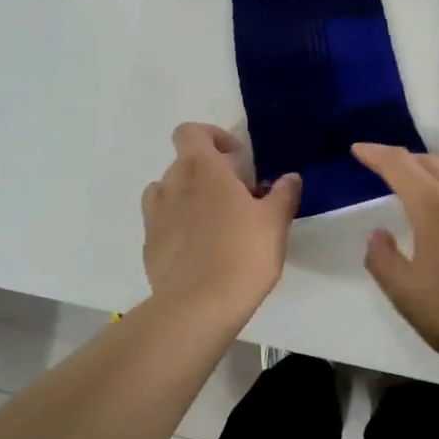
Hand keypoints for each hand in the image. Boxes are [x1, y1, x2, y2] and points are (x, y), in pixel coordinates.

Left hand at [142, 124, 299, 322]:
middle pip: (183, 163)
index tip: (235, 157)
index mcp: (202, 169)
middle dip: (208, 172)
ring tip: (212, 220)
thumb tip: (289, 178)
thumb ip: (283, 194)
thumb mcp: (275, 222)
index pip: (190, 132)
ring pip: (167, 192)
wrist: (198, 306)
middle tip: (236, 196)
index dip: (212, 136)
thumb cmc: (242, 253)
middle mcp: (172, 184)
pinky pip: (162, 223)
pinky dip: (177, 226)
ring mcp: (155, 216)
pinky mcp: (149, 246)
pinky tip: (199, 250)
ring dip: (187, 196)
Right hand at [352, 143, 438, 370]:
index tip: (359, 150)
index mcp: (433, 206)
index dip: (376, 154)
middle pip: (429, 162)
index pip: (399, 166)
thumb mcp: (404, 292)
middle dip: (403, 159)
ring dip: (435, 163)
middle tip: (385, 167)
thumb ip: (383, 259)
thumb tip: (378, 234)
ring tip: (423, 173)